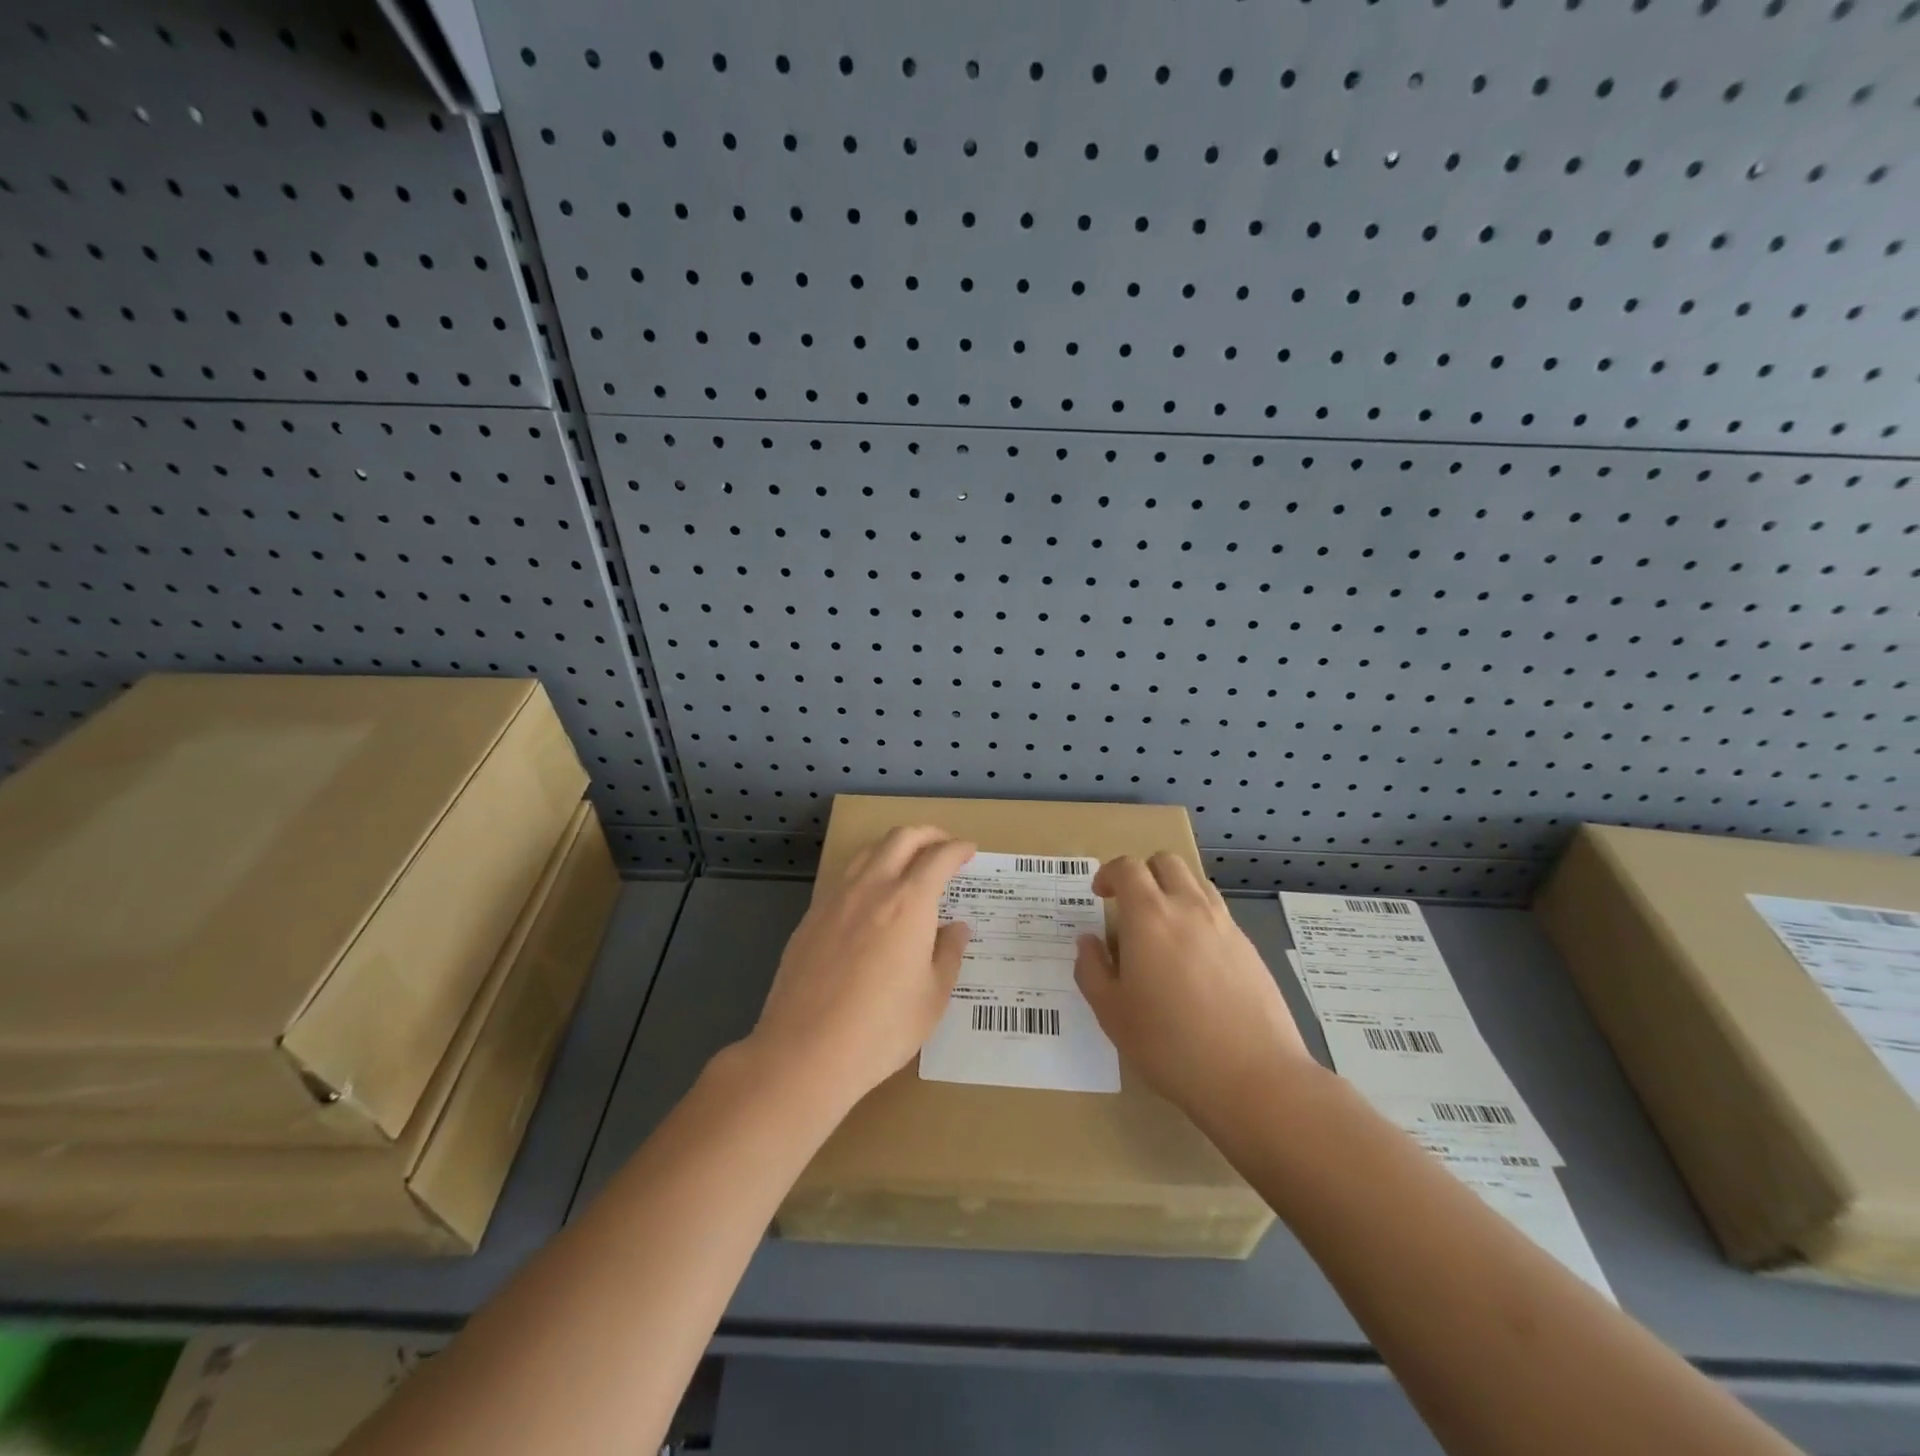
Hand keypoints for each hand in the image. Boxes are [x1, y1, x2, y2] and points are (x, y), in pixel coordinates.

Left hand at [749, 826, 975, 1107]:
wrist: (805, 1052)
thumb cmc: (882, 1029)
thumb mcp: (933, 997)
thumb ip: (948, 954)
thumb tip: (955, 928)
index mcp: (909, 902)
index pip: (939, 857)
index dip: (958, 849)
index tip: (969, 851)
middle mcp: (872, 887)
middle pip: (901, 838)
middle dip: (928, 834)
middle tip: (944, 845)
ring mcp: (836, 899)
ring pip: (868, 851)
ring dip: (894, 846)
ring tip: (908, 862)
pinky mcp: (811, 916)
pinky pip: (845, 876)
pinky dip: (867, 870)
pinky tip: (871, 896)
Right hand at [1075, 854, 1312, 1123]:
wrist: (1254, 1076)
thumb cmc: (1170, 1045)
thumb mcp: (1112, 1014)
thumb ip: (1091, 970)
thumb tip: (1088, 942)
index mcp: (1149, 917)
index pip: (1127, 868)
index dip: (1109, 874)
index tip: (1099, 895)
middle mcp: (1188, 908)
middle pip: (1166, 862)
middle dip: (1143, 873)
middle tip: (1129, 905)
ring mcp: (1225, 925)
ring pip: (1196, 883)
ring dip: (1173, 890)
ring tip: (1163, 928)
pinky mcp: (1249, 948)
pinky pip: (1218, 914)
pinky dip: (1198, 917)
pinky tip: (1193, 960)